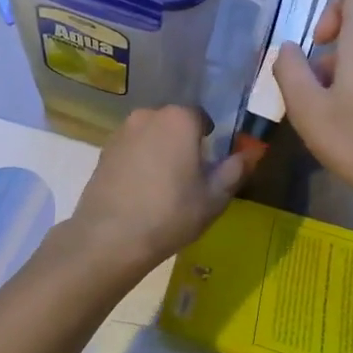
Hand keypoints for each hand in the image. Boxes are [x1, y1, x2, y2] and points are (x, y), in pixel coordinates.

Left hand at [65, 106, 247, 276]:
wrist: (110, 237)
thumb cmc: (170, 214)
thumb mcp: (214, 197)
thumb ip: (235, 170)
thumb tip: (250, 154)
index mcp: (179, 119)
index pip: (201, 117)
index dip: (209, 140)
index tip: (209, 165)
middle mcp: (147, 115)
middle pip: (173, 124)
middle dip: (182, 143)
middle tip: (188, 177)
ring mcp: (121, 133)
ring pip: (150, 136)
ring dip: (159, 152)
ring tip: (162, 187)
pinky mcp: (103, 152)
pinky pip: (131, 150)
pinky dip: (138, 163)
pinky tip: (140, 192)